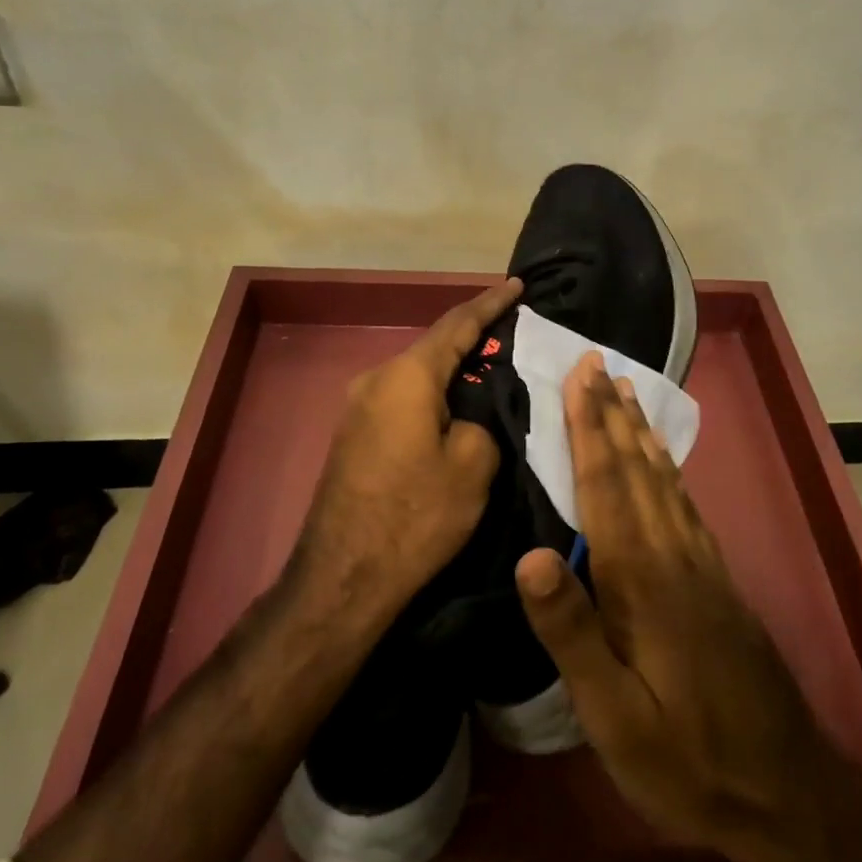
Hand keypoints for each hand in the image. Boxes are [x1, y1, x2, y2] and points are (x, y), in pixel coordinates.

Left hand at [295, 278, 522, 616]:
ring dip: (452, 371)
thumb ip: (481, 422)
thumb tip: (467, 418)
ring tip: (489, 371)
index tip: (517, 285)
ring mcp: (358, 407)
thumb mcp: (473, 466)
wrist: (343, 576)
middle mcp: (376, 379)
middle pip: (434, 347)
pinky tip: (454, 409)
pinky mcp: (354, 434)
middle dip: (473, 337)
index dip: (491, 303)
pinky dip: (433, 395)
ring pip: (418, 376)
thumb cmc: (415, 515)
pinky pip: (403, 399)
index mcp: (407, 376)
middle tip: (512, 333)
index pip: (458, 324)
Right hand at [514, 353, 835, 861]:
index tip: (580, 375)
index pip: (607, 484)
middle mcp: (673, 554)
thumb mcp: (614, 714)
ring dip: (641, 433)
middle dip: (612, 413)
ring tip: (627, 393)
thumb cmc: (685, 757)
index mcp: (641, 578)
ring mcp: (701, 564)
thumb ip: (572, 632)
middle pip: (637, 468)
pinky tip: (663, 464)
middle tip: (598, 363)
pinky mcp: (717, 579)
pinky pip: (685, 504)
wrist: (784, 789)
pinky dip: (668, 470)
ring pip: (665, 480)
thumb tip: (529, 555)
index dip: (589, 427)